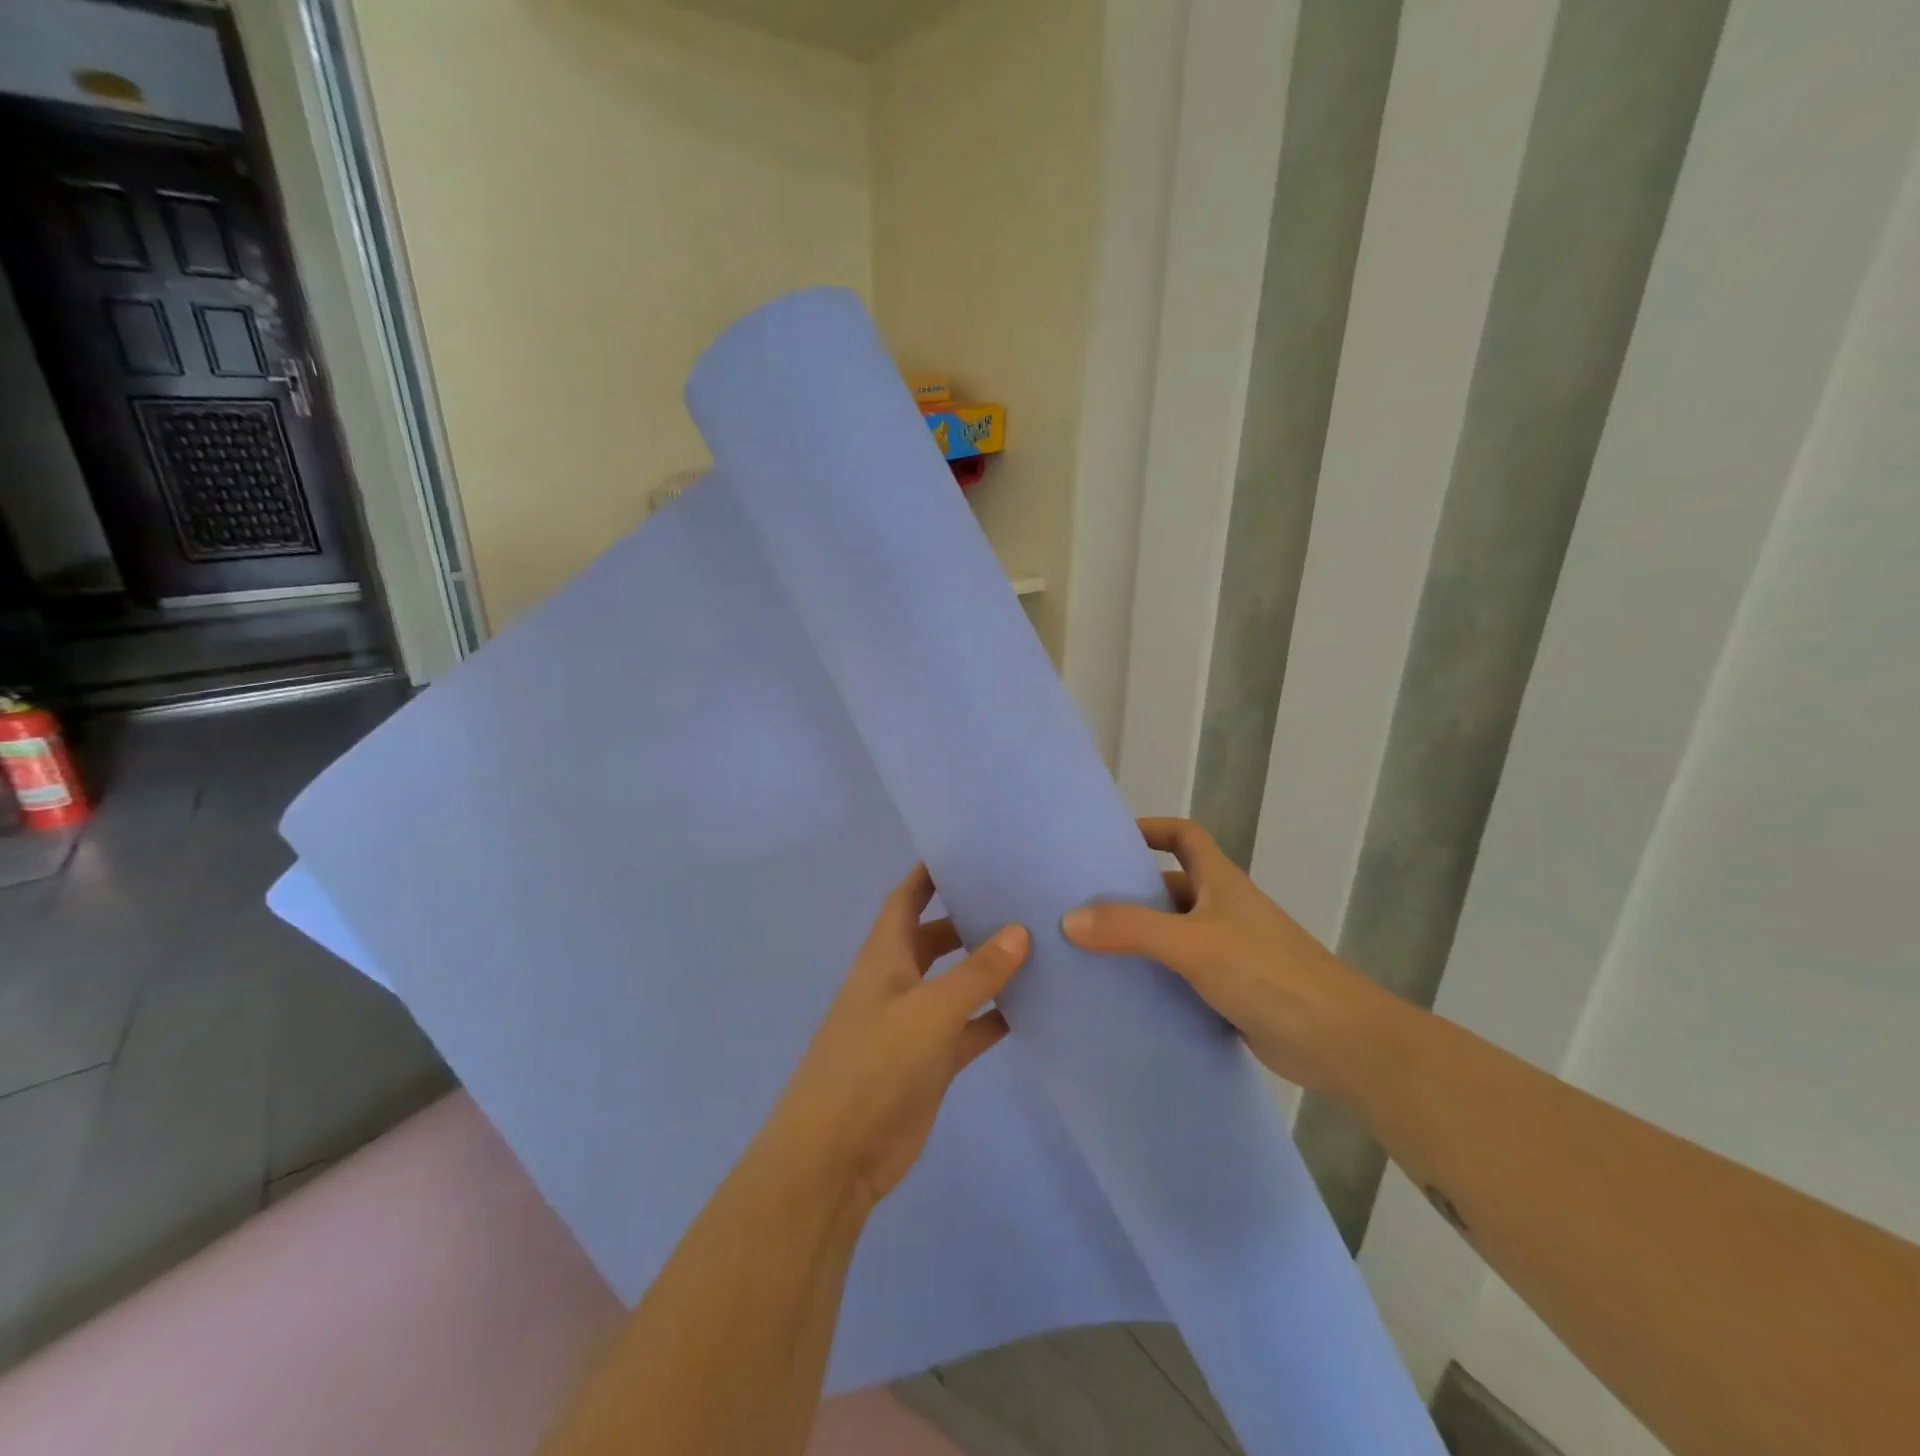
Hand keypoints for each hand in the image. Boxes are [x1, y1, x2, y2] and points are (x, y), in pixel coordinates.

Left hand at [764, 865, 1028, 1211]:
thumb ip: (976, 973)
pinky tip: (1034, 1006)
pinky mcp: (932, 1061)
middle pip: (936, 937)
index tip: (966, 850)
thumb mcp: (930, 1011)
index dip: (928, 874)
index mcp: (885, 957)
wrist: (838, 1155)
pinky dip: (995, 1017)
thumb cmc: (874, 1065)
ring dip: (988, 968)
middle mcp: (899, 982)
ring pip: (957, 983)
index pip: (906, 899)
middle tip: (1020, 897)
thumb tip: (1020, 930)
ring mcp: (915, 1023)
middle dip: (969, 917)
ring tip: (1038, 944)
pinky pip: (970, 1027)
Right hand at [1062, 818, 1404, 1098]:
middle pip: (1170, 886)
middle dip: (1130, 890)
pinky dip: (1156, 976)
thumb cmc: (1267, 973)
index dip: (1150, 829)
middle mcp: (1223, 909)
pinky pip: (1182, 973)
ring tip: (1089, 947)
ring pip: (1173, 933)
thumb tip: (1070, 919)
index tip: (1110, 840)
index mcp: (1219, 881)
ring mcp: (1229, 951)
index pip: (1183, 835)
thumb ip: (1132, 929)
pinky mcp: (1231, 990)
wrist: (1339, 1042)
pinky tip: (1124, 991)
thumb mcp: (1192, 944)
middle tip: (1080, 902)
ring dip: (1139, 937)